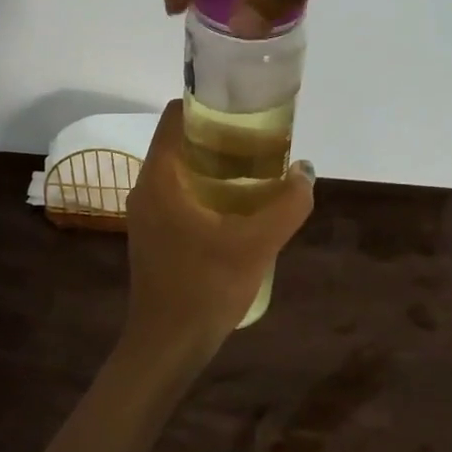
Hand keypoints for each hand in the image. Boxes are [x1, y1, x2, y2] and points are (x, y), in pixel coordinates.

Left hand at [122, 101, 314, 369]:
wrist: (167, 346)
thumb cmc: (205, 287)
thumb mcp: (257, 244)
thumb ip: (287, 204)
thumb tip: (305, 172)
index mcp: (160, 177)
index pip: (176, 116)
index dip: (208, 104)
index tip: (244, 109)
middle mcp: (146, 187)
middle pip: (181, 141)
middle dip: (220, 136)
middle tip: (261, 141)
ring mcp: (147, 213)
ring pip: (181, 170)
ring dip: (216, 166)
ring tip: (257, 171)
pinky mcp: (154, 235)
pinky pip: (180, 194)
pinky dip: (207, 189)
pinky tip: (239, 208)